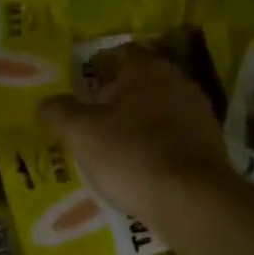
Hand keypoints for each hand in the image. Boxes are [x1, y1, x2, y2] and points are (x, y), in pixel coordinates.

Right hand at [40, 43, 233, 230]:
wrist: (192, 201)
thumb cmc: (131, 155)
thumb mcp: (81, 133)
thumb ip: (58, 112)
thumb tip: (45, 103)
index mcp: (147, 69)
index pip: (118, 53)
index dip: (95, 66)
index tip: (78, 86)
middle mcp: (177, 82)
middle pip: (139, 80)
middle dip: (113, 95)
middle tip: (88, 116)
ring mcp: (198, 113)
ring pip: (156, 108)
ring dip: (134, 120)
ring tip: (109, 144)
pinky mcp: (208, 145)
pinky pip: (171, 135)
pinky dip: (152, 143)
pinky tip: (136, 165)